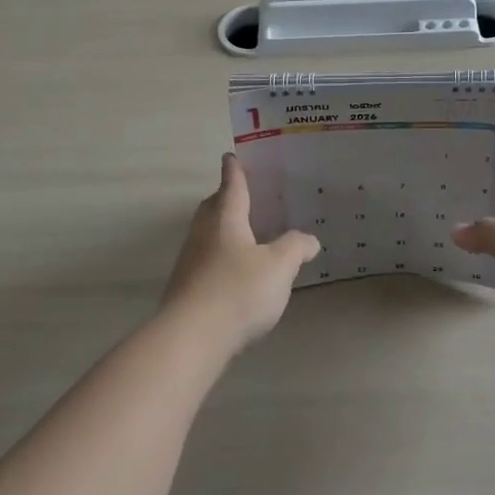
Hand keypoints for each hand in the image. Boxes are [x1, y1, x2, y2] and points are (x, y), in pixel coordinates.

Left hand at [160, 154, 318, 354]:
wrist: (190, 338)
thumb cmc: (238, 291)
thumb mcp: (279, 267)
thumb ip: (295, 248)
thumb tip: (309, 239)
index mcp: (226, 219)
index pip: (231, 186)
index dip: (235, 171)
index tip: (231, 156)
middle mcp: (203, 234)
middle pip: (212, 207)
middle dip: (225, 198)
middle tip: (242, 195)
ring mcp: (190, 262)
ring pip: (207, 234)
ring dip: (222, 229)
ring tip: (245, 234)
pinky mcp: (185, 289)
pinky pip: (205, 260)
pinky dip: (220, 257)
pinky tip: (235, 273)